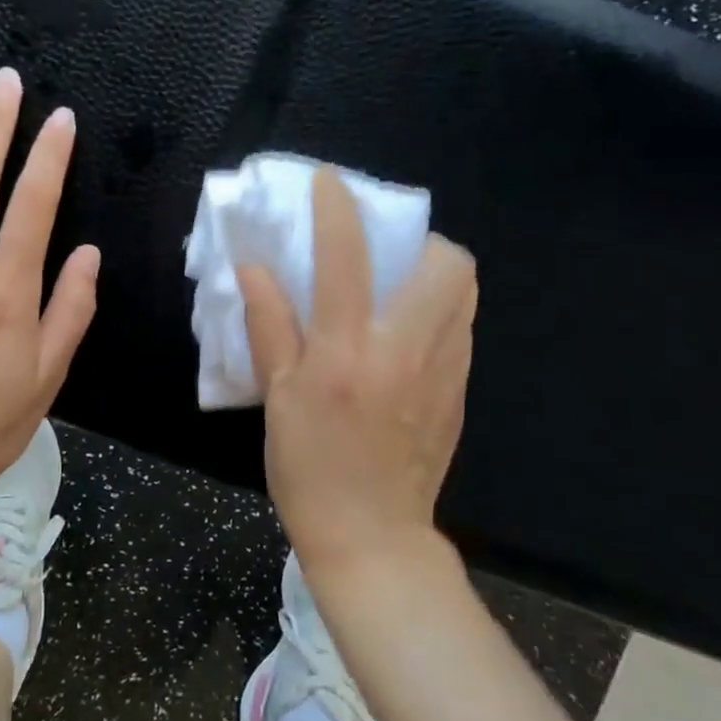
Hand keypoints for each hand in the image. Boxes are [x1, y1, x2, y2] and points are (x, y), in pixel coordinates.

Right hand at [237, 167, 476, 573]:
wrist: (372, 537)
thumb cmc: (309, 467)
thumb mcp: (276, 397)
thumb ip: (269, 324)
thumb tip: (254, 267)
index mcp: (345, 352)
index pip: (346, 258)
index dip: (337, 208)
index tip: (329, 182)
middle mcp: (404, 350)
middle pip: (446, 264)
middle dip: (420, 238)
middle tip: (387, 249)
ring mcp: (442, 370)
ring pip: (465, 293)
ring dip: (436, 270)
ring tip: (399, 282)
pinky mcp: (460, 391)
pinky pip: (462, 327)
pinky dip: (440, 308)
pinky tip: (407, 330)